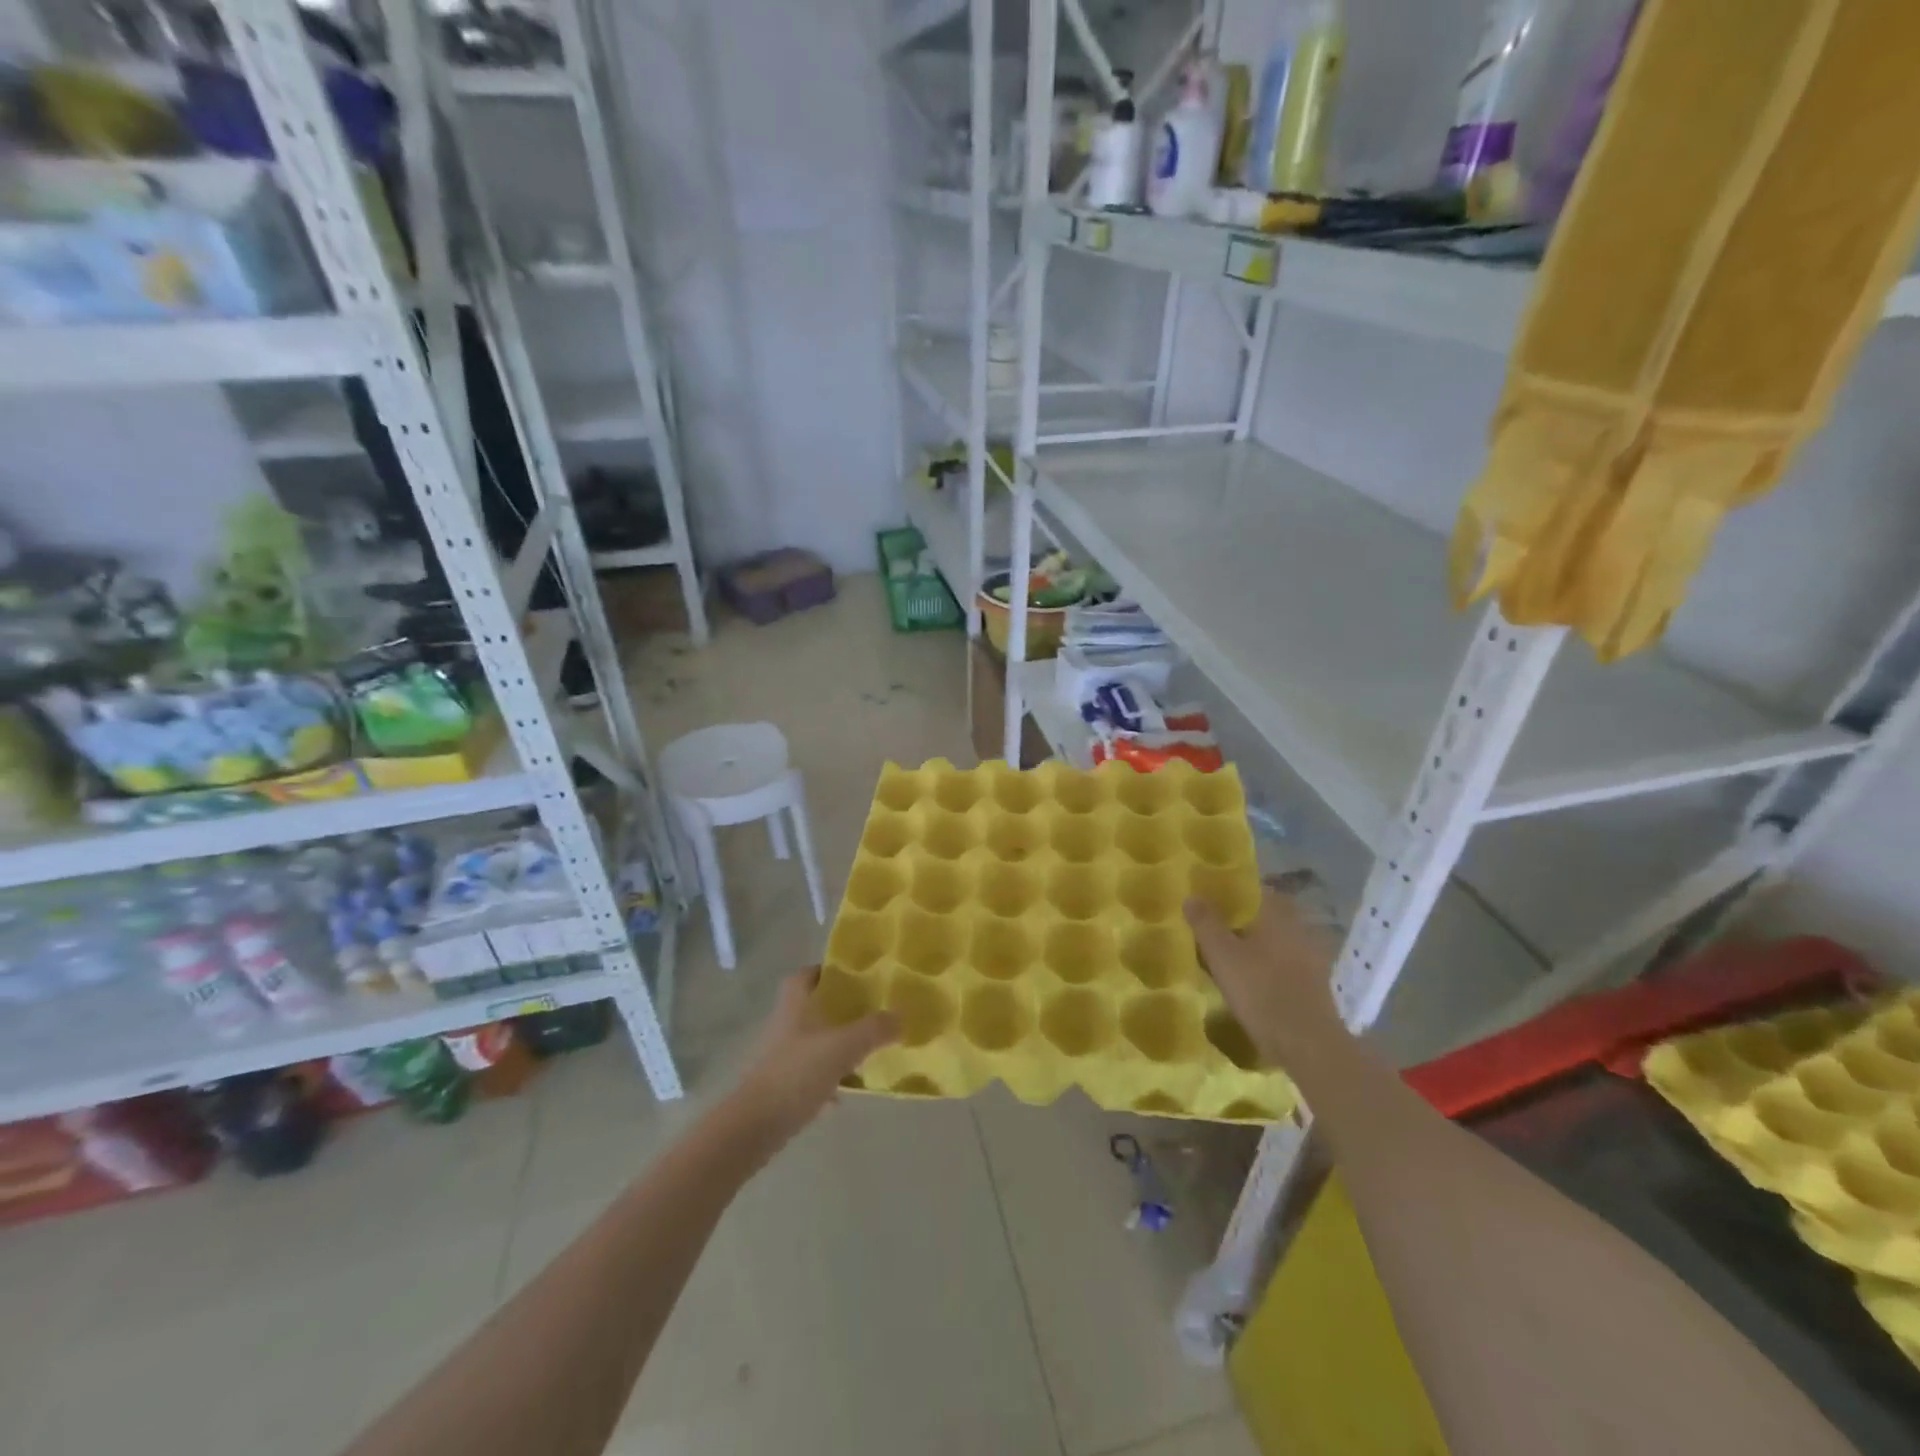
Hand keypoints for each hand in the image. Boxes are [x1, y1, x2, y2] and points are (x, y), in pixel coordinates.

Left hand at [721, 969, 898, 1154]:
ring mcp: (781, 1058)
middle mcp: (785, 1026)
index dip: (825, 971)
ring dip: (835, 1046)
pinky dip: (828, 1080)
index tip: (851, 976)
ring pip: (813, 1042)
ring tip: (865, 1051)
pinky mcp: (781, 1088)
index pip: (804, 975)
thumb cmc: (797, 1074)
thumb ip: (874, 1029)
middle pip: (811, 1008)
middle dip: (838, 1010)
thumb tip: (900, 1016)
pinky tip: (846, 1093)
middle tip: (868, 1012)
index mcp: (795, 1006)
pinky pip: (810, 1076)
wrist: (755, 1127)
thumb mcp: (843, 1047)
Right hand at [1186, 886, 1340, 1063]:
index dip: (1229, 893)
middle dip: (1241, 920)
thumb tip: (1192, 895)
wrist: (1307, 1043)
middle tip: (1213, 929)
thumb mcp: (1222, 955)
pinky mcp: (1314, 981)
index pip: (1253, 890)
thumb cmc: (1260, 991)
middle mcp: (1298, 927)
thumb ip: (1206, 923)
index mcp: (1277, 914)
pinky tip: (1251, 979)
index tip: (1208, 900)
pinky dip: (1267, 964)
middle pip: (1264, 915)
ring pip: (1275, 939)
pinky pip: (1284, 962)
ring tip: (1228, 956)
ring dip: (1255, 944)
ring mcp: (1311, 955)